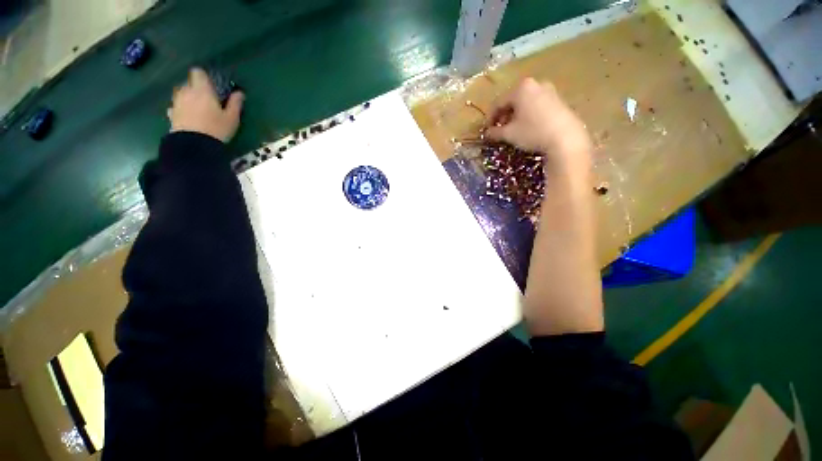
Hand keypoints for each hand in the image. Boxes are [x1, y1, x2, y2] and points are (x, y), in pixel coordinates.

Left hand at [168, 68, 244, 142]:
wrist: (195, 145)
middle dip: (196, 88)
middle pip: (188, 82)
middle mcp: (186, 92)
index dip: (204, 76)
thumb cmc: (216, 129)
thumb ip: (235, 103)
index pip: (198, 72)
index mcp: (202, 90)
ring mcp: (177, 102)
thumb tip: (240, 93)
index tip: (211, 84)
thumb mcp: (232, 118)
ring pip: (181, 93)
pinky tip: (188, 117)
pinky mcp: (171, 114)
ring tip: (197, 108)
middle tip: (207, 99)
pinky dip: (181, 109)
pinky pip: (176, 106)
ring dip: (188, 97)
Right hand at [485, 78, 591, 178]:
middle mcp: (535, 84)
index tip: (486, 130)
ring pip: (525, 103)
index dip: (490, 117)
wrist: (565, 138)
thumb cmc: (532, 132)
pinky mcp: (559, 100)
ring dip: (515, 116)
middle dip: (503, 116)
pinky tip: (528, 127)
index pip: (498, 102)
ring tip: (513, 130)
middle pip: (512, 100)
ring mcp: (549, 91)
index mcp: (521, 88)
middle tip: (499, 130)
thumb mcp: (509, 134)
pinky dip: (528, 115)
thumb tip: (487, 133)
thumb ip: (495, 132)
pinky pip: (537, 105)